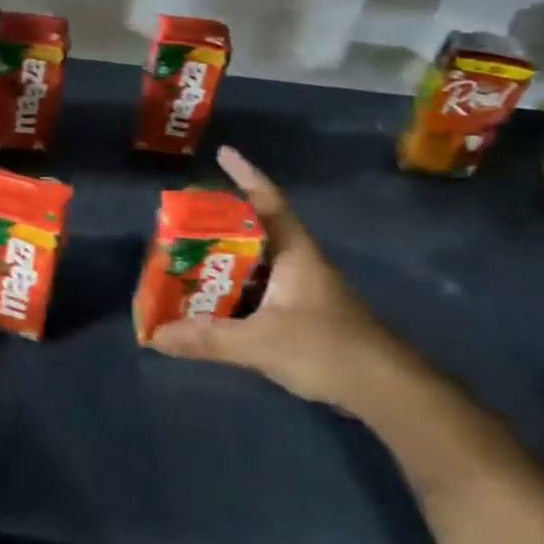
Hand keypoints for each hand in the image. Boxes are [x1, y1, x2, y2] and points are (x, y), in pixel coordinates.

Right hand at [147, 146, 420, 417]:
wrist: (387, 390)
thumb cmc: (328, 349)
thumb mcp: (261, 343)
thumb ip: (209, 339)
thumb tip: (156, 335)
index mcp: (295, 252)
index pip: (268, 201)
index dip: (246, 174)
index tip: (223, 153)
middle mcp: (299, 263)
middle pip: (255, 229)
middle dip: (221, 221)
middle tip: (183, 219)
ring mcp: (304, 289)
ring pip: (257, 262)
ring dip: (226, 258)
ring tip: (188, 257)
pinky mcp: (305, 315)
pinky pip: (260, 289)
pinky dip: (235, 289)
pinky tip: (213, 301)